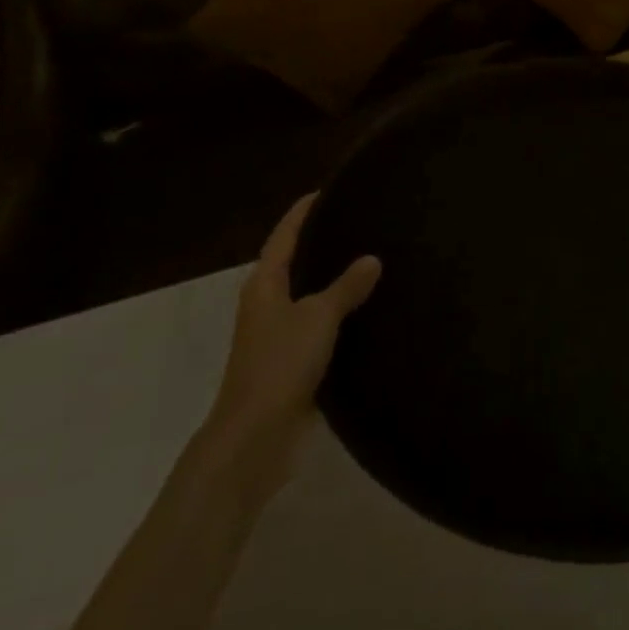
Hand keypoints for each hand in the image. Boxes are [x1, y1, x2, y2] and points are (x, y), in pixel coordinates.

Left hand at [199, 194, 380, 495]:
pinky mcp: (293, 363)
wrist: (256, 437)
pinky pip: (319, 326)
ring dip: (333, 280)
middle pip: (294, 263)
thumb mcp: (318, 317)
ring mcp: (278, 336)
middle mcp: (267, 305)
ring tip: (371, 260)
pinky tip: (367, 311)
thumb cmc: (280, 365)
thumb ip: (346, 287)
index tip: (327, 191)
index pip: (284, 236)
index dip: (302, 212)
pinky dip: (340, 314)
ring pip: (309, 296)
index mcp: (264, 285)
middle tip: (360, 222)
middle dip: (321, 243)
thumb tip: (372, 258)